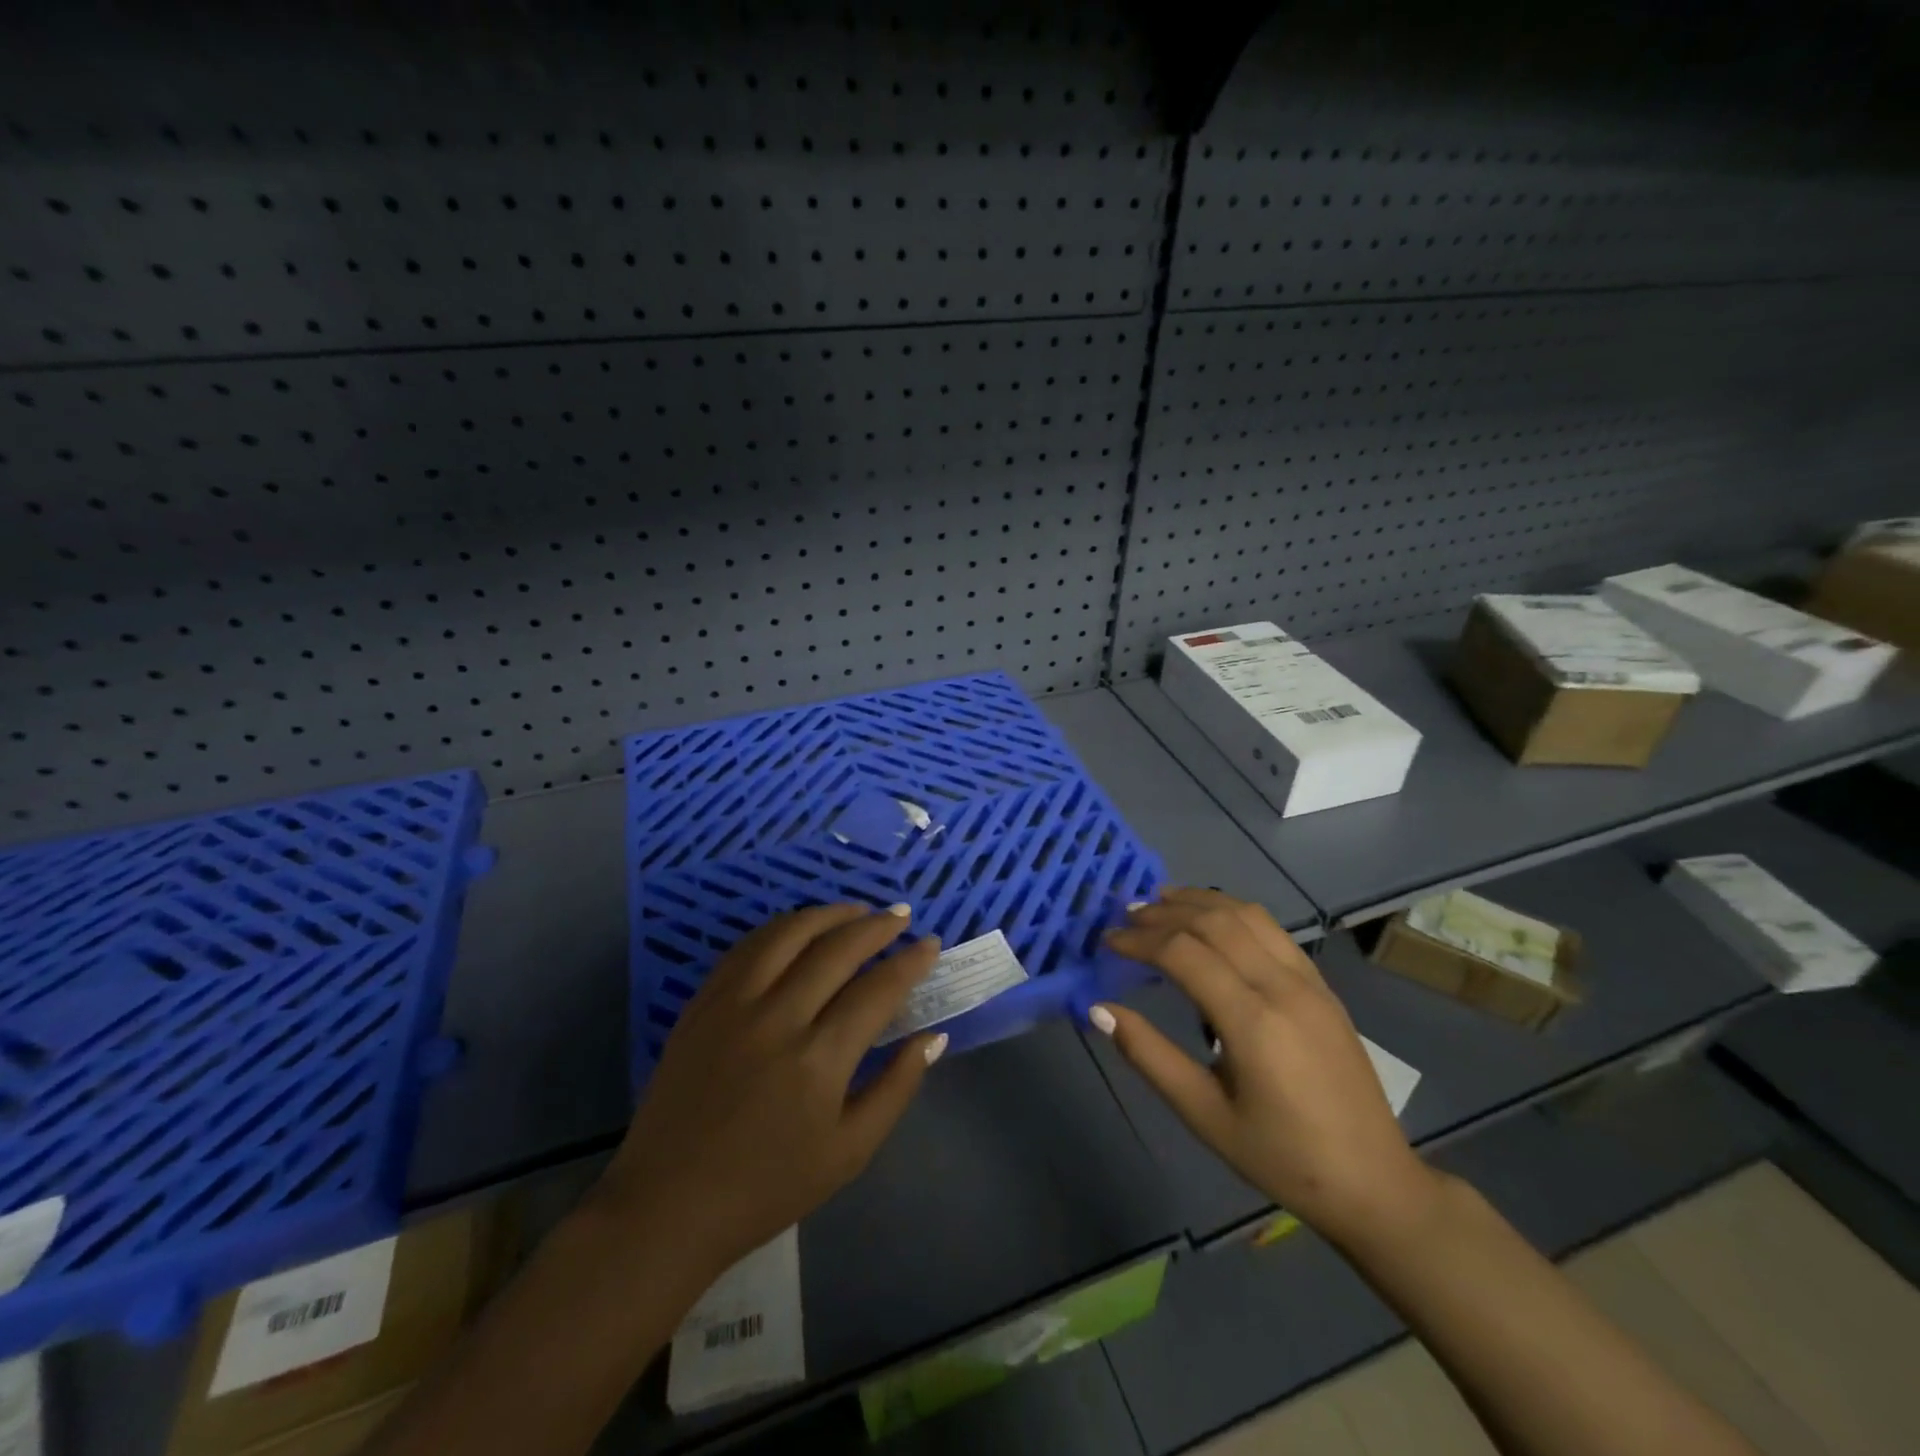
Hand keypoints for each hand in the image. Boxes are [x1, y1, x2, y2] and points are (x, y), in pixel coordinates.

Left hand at [595, 904, 946, 1276]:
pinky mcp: (703, 1003)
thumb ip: (896, 1088)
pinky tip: (800, 929)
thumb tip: (932, 1037)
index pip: (877, 990)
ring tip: (857, 910)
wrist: (668, 1203)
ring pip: (788, 934)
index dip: (910, 962)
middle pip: (836, 950)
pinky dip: (781, 928)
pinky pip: (747, 948)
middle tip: (901, 916)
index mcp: (819, 1060)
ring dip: (829, 914)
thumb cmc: (768, 1186)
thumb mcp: (849, 1152)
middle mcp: (777, 1018)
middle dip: (877, 926)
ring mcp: (733, 1004)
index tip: (931, 944)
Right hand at [1093, 889, 1437, 1245]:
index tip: (1107, 941)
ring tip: (1161, 903)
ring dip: (1199, 901)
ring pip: (1247, 915)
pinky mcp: (1322, 985)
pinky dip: (1233, 912)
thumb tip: (1099, 1009)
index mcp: (1252, 1022)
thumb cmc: (1281, 1156)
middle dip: (1164, 912)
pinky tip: (1212, 921)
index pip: (1184, 953)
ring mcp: (1308, 981)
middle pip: (1214, 922)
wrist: (1373, 1181)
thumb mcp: (1204, 1114)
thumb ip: (1149, 1055)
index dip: (1139, 940)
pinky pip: (1272, 930)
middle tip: (1125, 917)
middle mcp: (1282, 987)